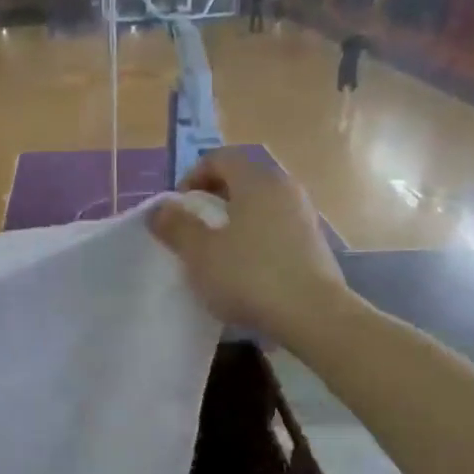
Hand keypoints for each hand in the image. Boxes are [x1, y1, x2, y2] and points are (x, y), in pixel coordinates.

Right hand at [147, 150, 346, 347]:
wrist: (312, 314)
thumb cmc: (249, 275)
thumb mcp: (200, 253)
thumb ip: (176, 226)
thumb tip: (160, 208)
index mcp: (256, 181)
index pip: (220, 159)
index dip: (192, 177)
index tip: (178, 209)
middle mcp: (284, 188)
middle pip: (241, 181)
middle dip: (212, 202)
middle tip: (192, 231)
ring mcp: (303, 216)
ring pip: (259, 207)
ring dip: (234, 223)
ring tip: (216, 254)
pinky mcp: (313, 244)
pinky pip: (274, 230)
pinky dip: (254, 240)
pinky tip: (244, 271)